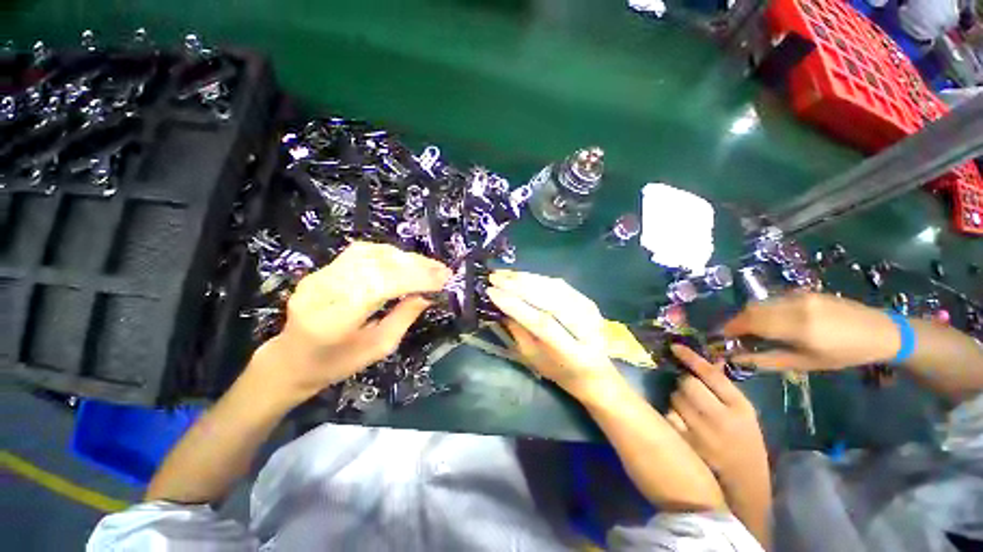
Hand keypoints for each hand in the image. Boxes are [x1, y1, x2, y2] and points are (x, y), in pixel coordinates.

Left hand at [252, 242, 450, 402]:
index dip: (415, 279)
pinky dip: (389, 254)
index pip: (379, 286)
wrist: (291, 359)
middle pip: (375, 267)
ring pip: (369, 254)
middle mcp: (323, 291)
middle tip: (443, 270)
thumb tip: (428, 294)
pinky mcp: (322, 269)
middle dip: (415, 266)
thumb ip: (404, 317)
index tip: (444, 279)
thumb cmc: (336, 364)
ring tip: (429, 266)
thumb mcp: (378, 348)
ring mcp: (319, 276)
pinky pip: (361, 252)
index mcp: (334, 321)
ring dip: (405, 258)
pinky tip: (405, 260)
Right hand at [486, 270, 618, 400]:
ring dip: (527, 278)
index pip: (541, 322)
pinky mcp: (589, 301)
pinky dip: (539, 278)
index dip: (515, 304)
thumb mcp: (534, 358)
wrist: (595, 373)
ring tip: (505, 274)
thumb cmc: (559, 371)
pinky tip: (523, 276)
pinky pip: (561, 285)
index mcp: (572, 353)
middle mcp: (586, 329)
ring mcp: (591, 312)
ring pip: (555, 288)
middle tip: (495, 277)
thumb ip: (518, 331)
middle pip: (550, 300)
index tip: (491, 291)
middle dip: (518, 286)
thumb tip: (500, 305)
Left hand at [666, 345, 767, 484]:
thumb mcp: (744, 413)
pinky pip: (669, 416)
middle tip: (690, 391)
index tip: (675, 346)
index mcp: (740, 407)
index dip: (691, 358)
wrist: (744, 483)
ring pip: (674, 398)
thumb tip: (710, 358)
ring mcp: (702, 433)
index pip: (711, 375)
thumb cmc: (745, 442)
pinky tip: (682, 423)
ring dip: (677, 399)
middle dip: (684, 383)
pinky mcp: (686, 444)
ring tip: (689, 411)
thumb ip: (725, 387)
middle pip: (687, 384)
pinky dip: (672, 415)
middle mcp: (721, 418)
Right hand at [722, 291, 900, 371]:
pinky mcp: (804, 291)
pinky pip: (774, 299)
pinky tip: (772, 320)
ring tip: (752, 328)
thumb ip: (768, 360)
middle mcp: (795, 306)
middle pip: (752, 309)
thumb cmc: (844, 355)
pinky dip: (764, 309)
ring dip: (749, 314)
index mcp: (798, 327)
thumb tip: (736, 358)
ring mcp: (800, 295)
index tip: (721, 336)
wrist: (879, 331)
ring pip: (761, 302)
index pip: (752, 322)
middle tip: (734, 334)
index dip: (732, 328)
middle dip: (737, 320)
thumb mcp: (806, 363)